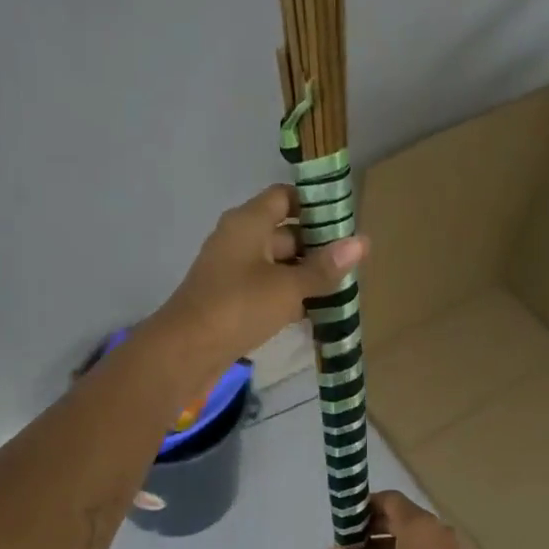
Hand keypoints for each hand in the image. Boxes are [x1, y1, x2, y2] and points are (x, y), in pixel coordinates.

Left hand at [149, 184, 366, 376]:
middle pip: (284, 233)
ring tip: (342, 291)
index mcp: (247, 222)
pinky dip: (288, 298)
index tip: (345, 224)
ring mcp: (232, 272)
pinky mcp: (230, 301)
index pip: (284, 197)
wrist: (185, 352)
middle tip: (353, 265)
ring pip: (276, 265)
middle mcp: (238, 240)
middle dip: (317, 248)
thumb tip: (363, 242)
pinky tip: (315, 314)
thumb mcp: (288, 287)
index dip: (314, 206)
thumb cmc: (238, 307)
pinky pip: (266, 290)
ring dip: (305, 277)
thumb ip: (325, 267)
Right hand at [324, 491, 476, 548]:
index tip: (349, 521)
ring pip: (412, 534)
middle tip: (352, 542)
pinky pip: (423, 548)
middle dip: (375, 526)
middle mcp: (434, 527)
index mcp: (417, 523)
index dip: (368, 506)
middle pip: (401, 516)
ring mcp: (445, 546)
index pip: (390, 499)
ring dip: (387, 541)